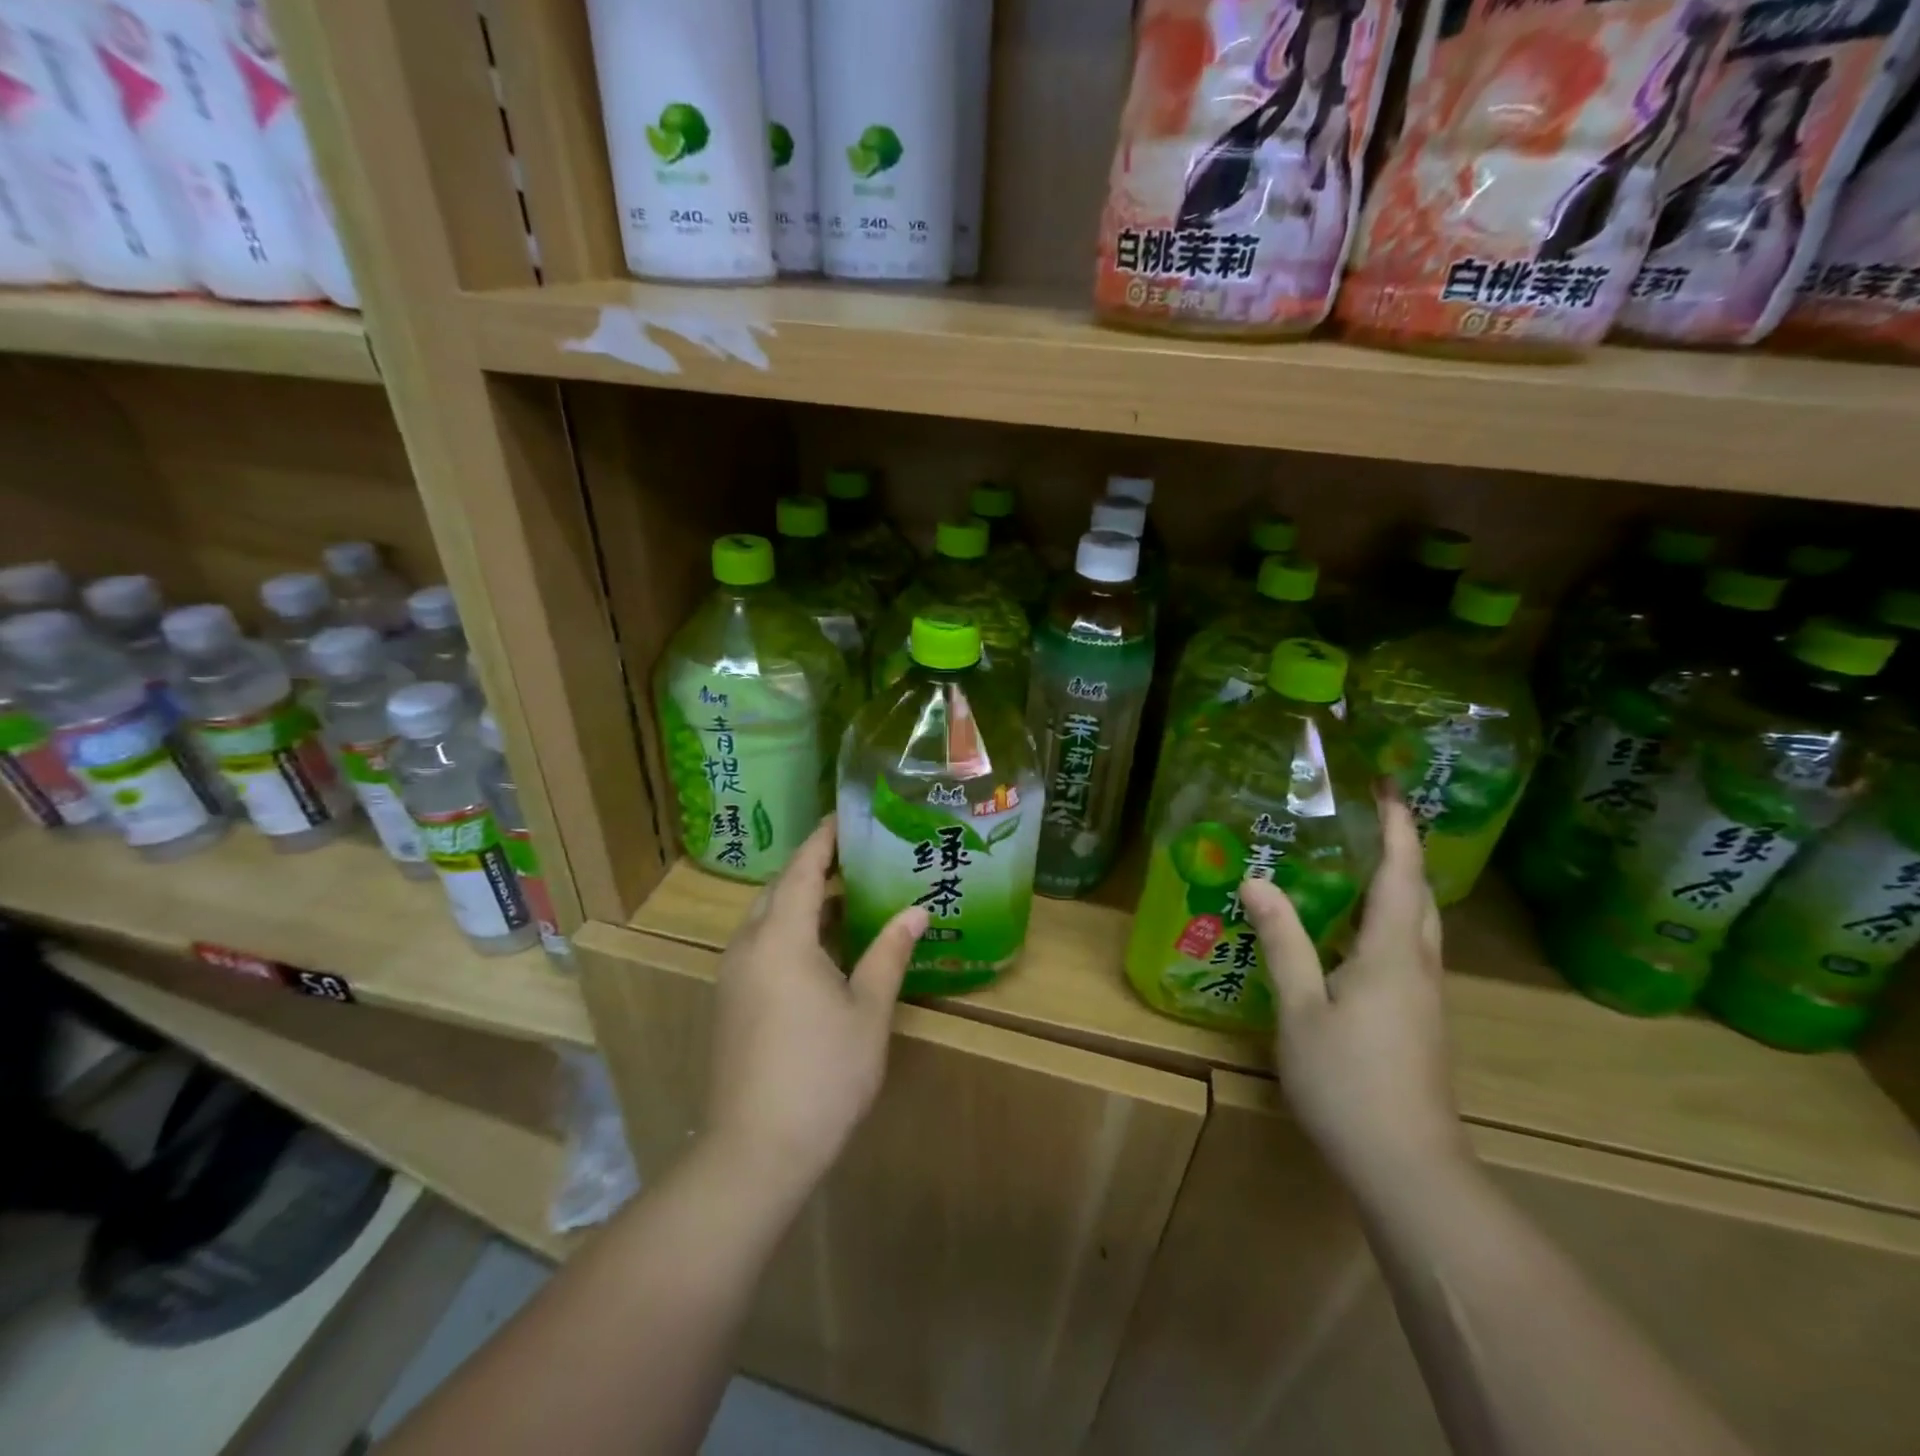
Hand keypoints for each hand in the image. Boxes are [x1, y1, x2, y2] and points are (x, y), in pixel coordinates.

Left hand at [703, 816, 927, 1202]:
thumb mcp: (867, 1010)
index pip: (803, 868)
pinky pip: (761, 945)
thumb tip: (916, 910)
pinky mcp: (731, 1001)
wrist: (755, 1151)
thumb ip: (889, 953)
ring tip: (850, 896)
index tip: (848, 815)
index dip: (825, 838)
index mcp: (781, 937)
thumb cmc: (821, 1073)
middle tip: (859, 855)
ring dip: (804, 900)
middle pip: (780, 888)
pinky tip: (824, 948)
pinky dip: (792, 930)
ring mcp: (734, 975)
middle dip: (815, 866)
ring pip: (768, 918)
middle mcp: (749, 945)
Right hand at [1239, 787, 1469, 1193]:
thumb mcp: (1302, 1008)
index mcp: (1394, 952)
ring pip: (1419, 924)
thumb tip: (1258, 881)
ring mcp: (1425, 996)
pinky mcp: (1420, 1020)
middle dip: (1402, 849)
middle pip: (1420, 894)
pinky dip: (1388, 919)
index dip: (1398, 826)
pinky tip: (1352, 930)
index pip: (1402, 873)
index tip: (1387, 784)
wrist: (1409, 1168)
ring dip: (1396, 884)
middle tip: (1367, 816)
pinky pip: (1408, 949)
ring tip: (1356, 861)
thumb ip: (1283, 941)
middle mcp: (1420, 965)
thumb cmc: (1349, 1081)